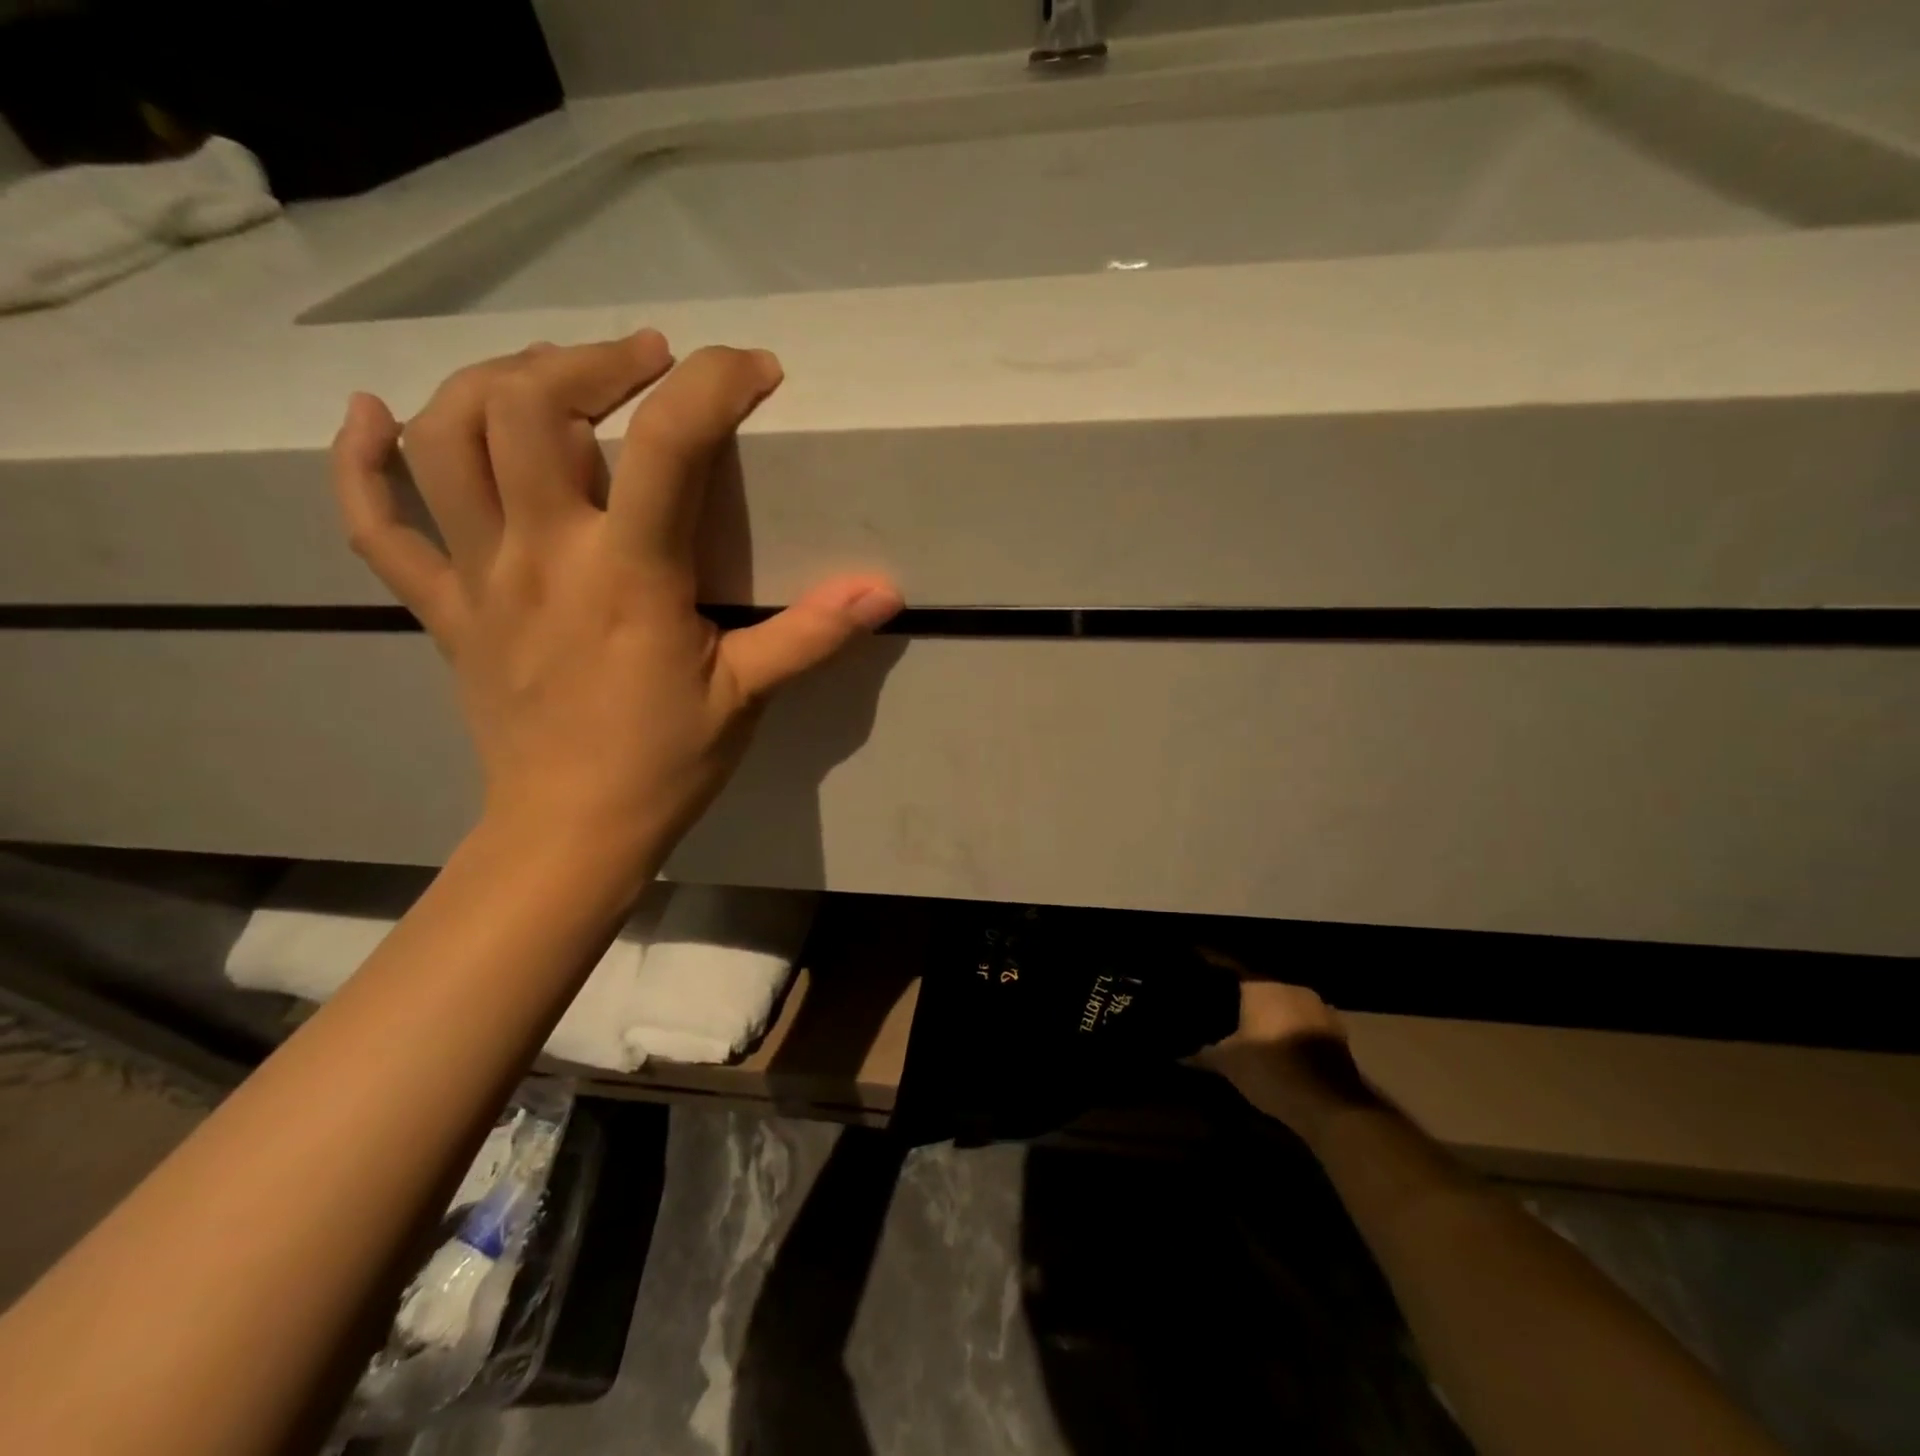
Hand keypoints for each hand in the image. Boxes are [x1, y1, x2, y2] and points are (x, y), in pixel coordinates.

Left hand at [329, 330, 901, 870]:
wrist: (570, 832)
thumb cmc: (665, 764)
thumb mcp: (747, 696)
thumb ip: (811, 633)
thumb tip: (884, 589)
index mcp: (628, 575)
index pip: (668, 444)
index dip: (715, 385)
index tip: (753, 371)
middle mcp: (542, 554)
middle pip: (530, 405)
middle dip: (594, 360)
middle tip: (647, 362)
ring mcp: (479, 577)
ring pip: (445, 438)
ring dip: (493, 381)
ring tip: (550, 375)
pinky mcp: (444, 607)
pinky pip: (377, 525)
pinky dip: (359, 461)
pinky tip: (371, 415)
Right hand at [1194, 964, 1373, 1136]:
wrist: (1332, 1107)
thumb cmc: (1271, 1071)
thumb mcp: (1228, 1064)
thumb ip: (1202, 1054)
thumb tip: (1178, 1054)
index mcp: (1262, 986)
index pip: (1229, 966)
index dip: (1213, 967)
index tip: (1198, 969)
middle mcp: (1291, 987)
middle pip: (1260, 983)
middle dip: (1242, 993)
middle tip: (1223, 1003)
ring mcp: (1319, 1008)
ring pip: (1285, 1001)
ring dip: (1270, 1011)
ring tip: (1250, 1024)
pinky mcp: (1337, 1032)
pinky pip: (1303, 1020)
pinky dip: (1291, 1027)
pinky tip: (1279, 1042)